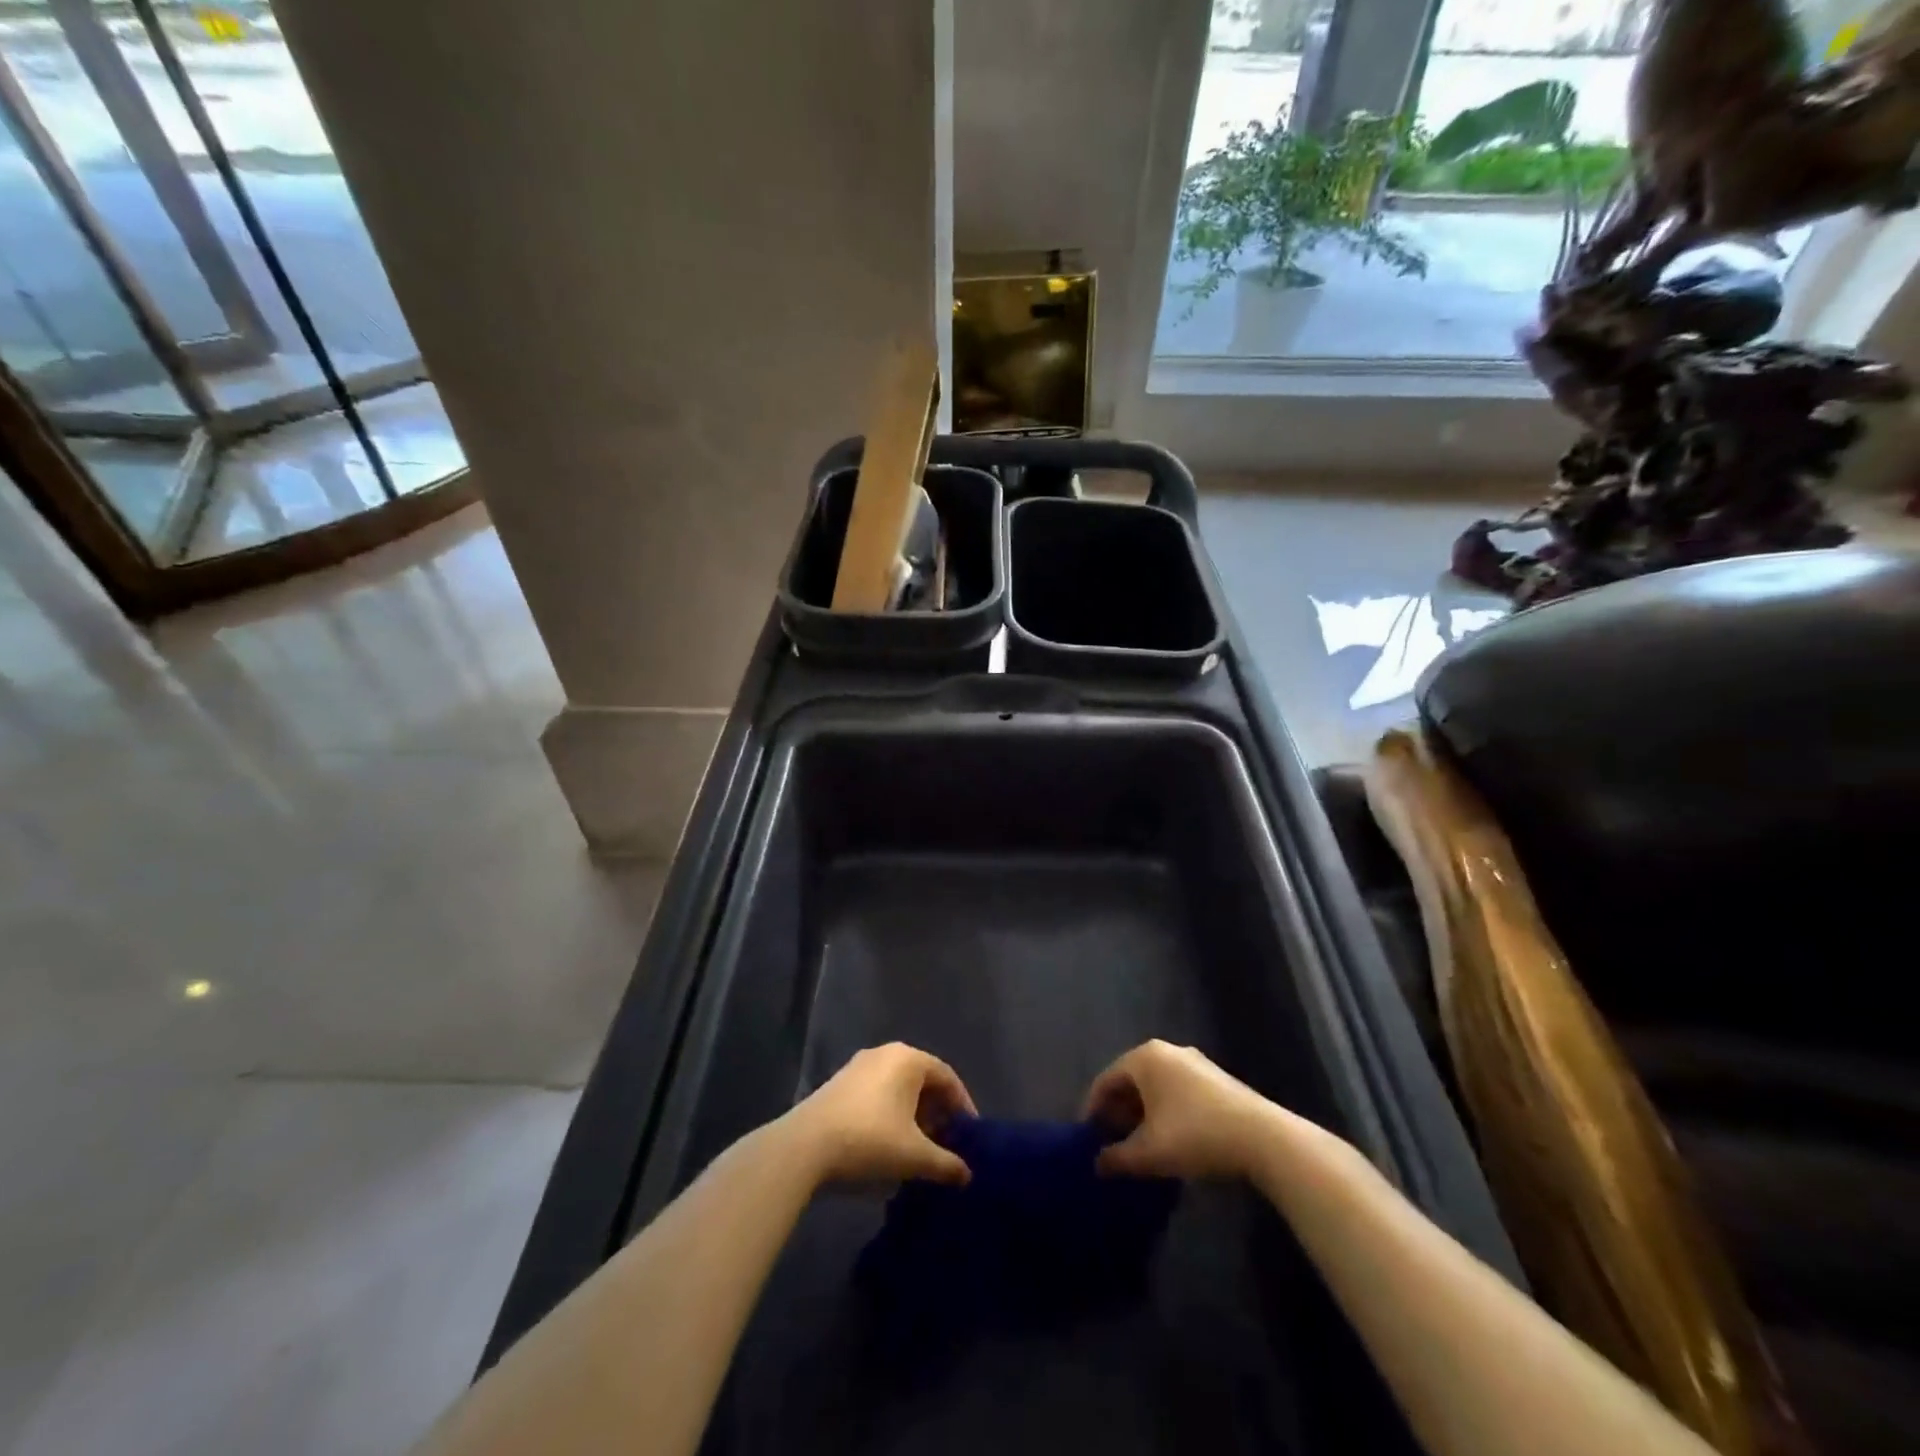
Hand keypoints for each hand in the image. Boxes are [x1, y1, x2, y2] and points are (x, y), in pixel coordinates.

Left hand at [785, 1044, 976, 1187]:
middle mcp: (885, 1053)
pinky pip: (877, 1092)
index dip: (962, 1106)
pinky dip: (890, 1113)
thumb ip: (946, 1164)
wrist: (804, 1147)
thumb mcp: (914, 1157)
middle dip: (937, 1112)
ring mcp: (858, 1066)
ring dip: (913, 1114)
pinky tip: (887, 1144)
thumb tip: (967, 1175)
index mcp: (909, 1059)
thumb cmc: (869, 1141)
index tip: (969, 1134)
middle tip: (945, 1142)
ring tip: (917, 1148)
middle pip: (922, 1080)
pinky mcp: (839, 1083)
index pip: (947, 1077)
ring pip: (898, 1087)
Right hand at [1082, 1040, 1274, 1179]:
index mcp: (1144, 1058)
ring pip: (1155, 1086)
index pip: (1106, 1080)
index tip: (1088, 1137)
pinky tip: (1169, 1138)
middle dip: (1118, 1111)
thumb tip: (1097, 1164)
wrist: (1263, 1138)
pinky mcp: (1215, 1078)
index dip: (1093, 1109)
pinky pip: (1176, 1090)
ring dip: (1142, 1112)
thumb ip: (1117, 1157)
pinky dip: (1164, 1110)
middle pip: (1131, 1080)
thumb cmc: (1195, 1135)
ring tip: (1139, 1143)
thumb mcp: (1149, 1152)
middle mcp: (1167, 1051)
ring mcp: (1194, 1062)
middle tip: (1112, 1141)